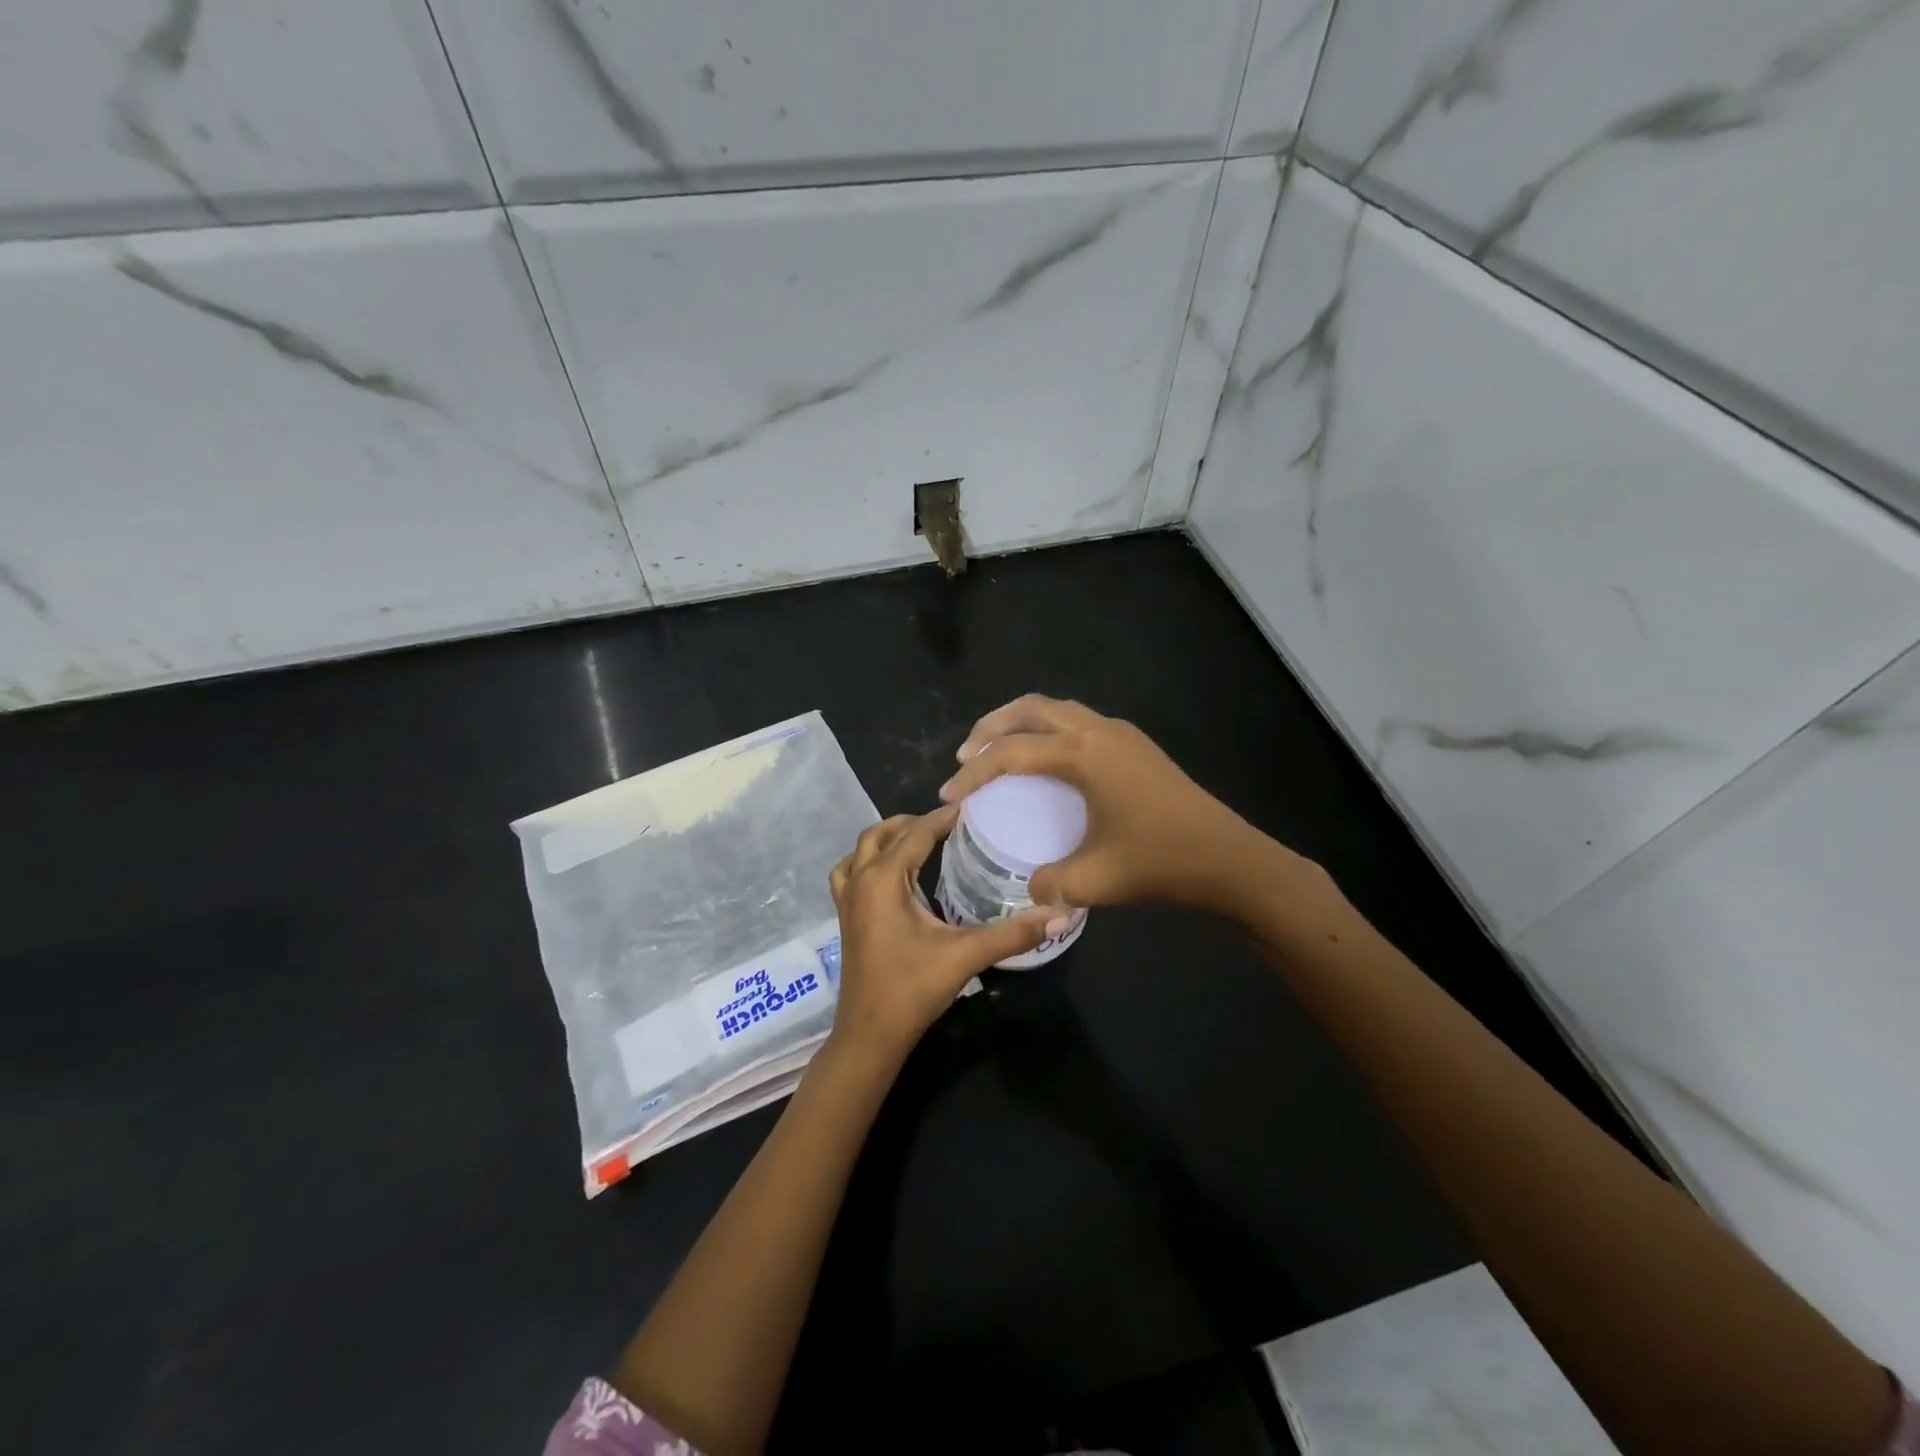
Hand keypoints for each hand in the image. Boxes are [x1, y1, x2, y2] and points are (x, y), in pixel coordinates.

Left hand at [827, 807, 1058, 1060]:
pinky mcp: (845, 917)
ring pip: (861, 849)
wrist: (870, 1035)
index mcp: (884, 879)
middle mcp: (861, 880)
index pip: (916, 833)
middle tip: (949, 824)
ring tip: (919, 840)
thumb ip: (1013, 933)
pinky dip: (868, 861)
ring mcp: (847, 899)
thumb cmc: (913, 989)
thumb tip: (1061, 914)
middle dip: (914, 822)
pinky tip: (892, 875)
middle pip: (883, 833)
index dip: (943, 817)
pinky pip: (850, 872)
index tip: (971, 806)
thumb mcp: (965, 956)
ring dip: (888, 837)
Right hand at [939, 695, 1287, 913]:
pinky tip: (1046, 761)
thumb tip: (1030, 889)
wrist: (1230, 858)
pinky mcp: (1135, 744)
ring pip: (1056, 709)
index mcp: (1083, 754)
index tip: (948, 794)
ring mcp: (1120, 733)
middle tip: (966, 755)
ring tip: (997, 751)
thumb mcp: (1096, 880)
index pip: (1011, 753)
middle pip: (1030, 709)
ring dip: (1020, 723)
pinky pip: (1077, 721)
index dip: (973, 773)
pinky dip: (1048, 730)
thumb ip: (1051, 883)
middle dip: (991, 727)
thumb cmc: (1161, 863)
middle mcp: (1098, 730)